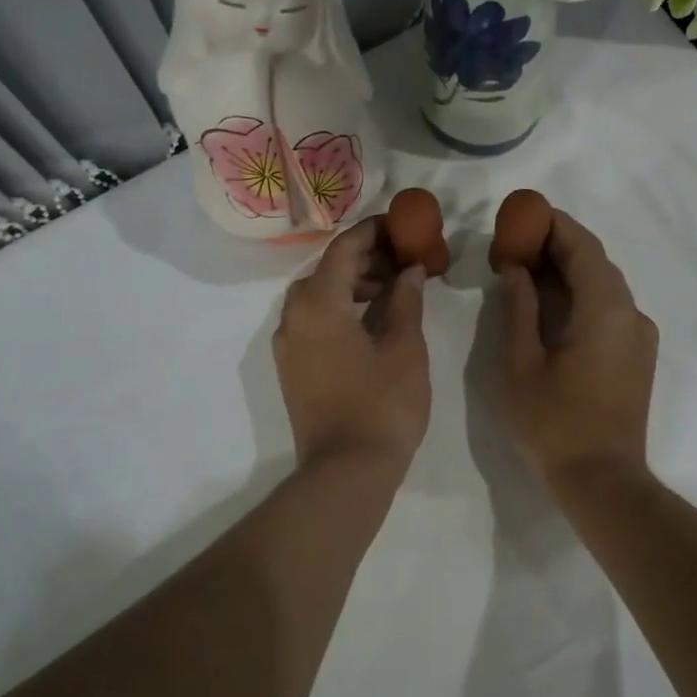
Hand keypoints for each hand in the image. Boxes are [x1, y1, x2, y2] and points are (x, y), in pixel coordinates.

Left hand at [275, 218, 430, 476]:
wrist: (346, 471)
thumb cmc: (383, 405)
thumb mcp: (404, 348)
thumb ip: (406, 301)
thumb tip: (409, 271)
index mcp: (318, 304)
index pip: (343, 249)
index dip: (374, 232)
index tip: (402, 225)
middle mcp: (292, 317)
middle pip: (326, 270)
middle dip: (364, 259)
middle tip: (403, 260)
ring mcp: (288, 344)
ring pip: (316, 296)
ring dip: (351, 284)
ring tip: (392, 289)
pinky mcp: (292, 367)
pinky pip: (313, 321)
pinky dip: (339, 309)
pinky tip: (370, 321)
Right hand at [497, 209, 658, 490]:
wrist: (603, 480)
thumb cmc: (554, 424)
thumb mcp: (522, 363)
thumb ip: (520, 308)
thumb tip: (516, 269)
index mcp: (605, 309)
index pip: (582, 247)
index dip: (553, 225)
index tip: (522, 214)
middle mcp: (631, 313)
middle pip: (596, 262)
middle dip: (557, 246)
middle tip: (515, 242)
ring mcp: (639, 335)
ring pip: (604, 285)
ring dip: (569, 270)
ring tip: (526, 269)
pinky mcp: (638, 355)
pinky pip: (610, 308)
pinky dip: (582, 295)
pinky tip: (552, 304)